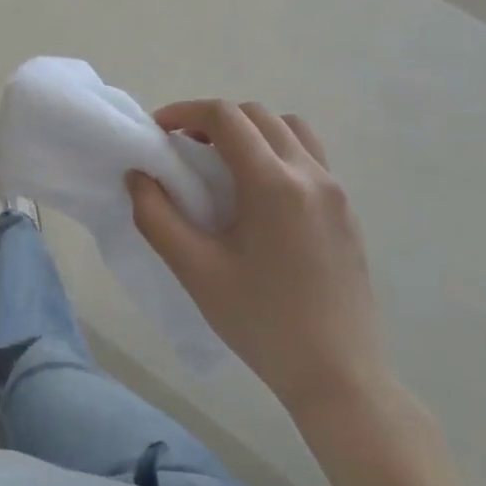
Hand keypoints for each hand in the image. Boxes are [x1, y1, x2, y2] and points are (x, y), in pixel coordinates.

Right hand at [126, 102, 383, 415]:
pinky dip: (276, 151)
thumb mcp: (194, 269)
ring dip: (250, 132)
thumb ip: (156, 215)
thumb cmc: (260, 320)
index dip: (185, 112)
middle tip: (183, 149)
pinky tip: (256, 195)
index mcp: (273, 184)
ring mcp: (336, 192)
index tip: (158, 132)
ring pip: (290, 130)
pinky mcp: (346, 212)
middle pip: (258, 115)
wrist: (337, 373)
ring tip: (222, 165)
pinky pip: (309, 157)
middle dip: (214, 120)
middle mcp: (311, 175)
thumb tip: (138, 176)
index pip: (226, 117)